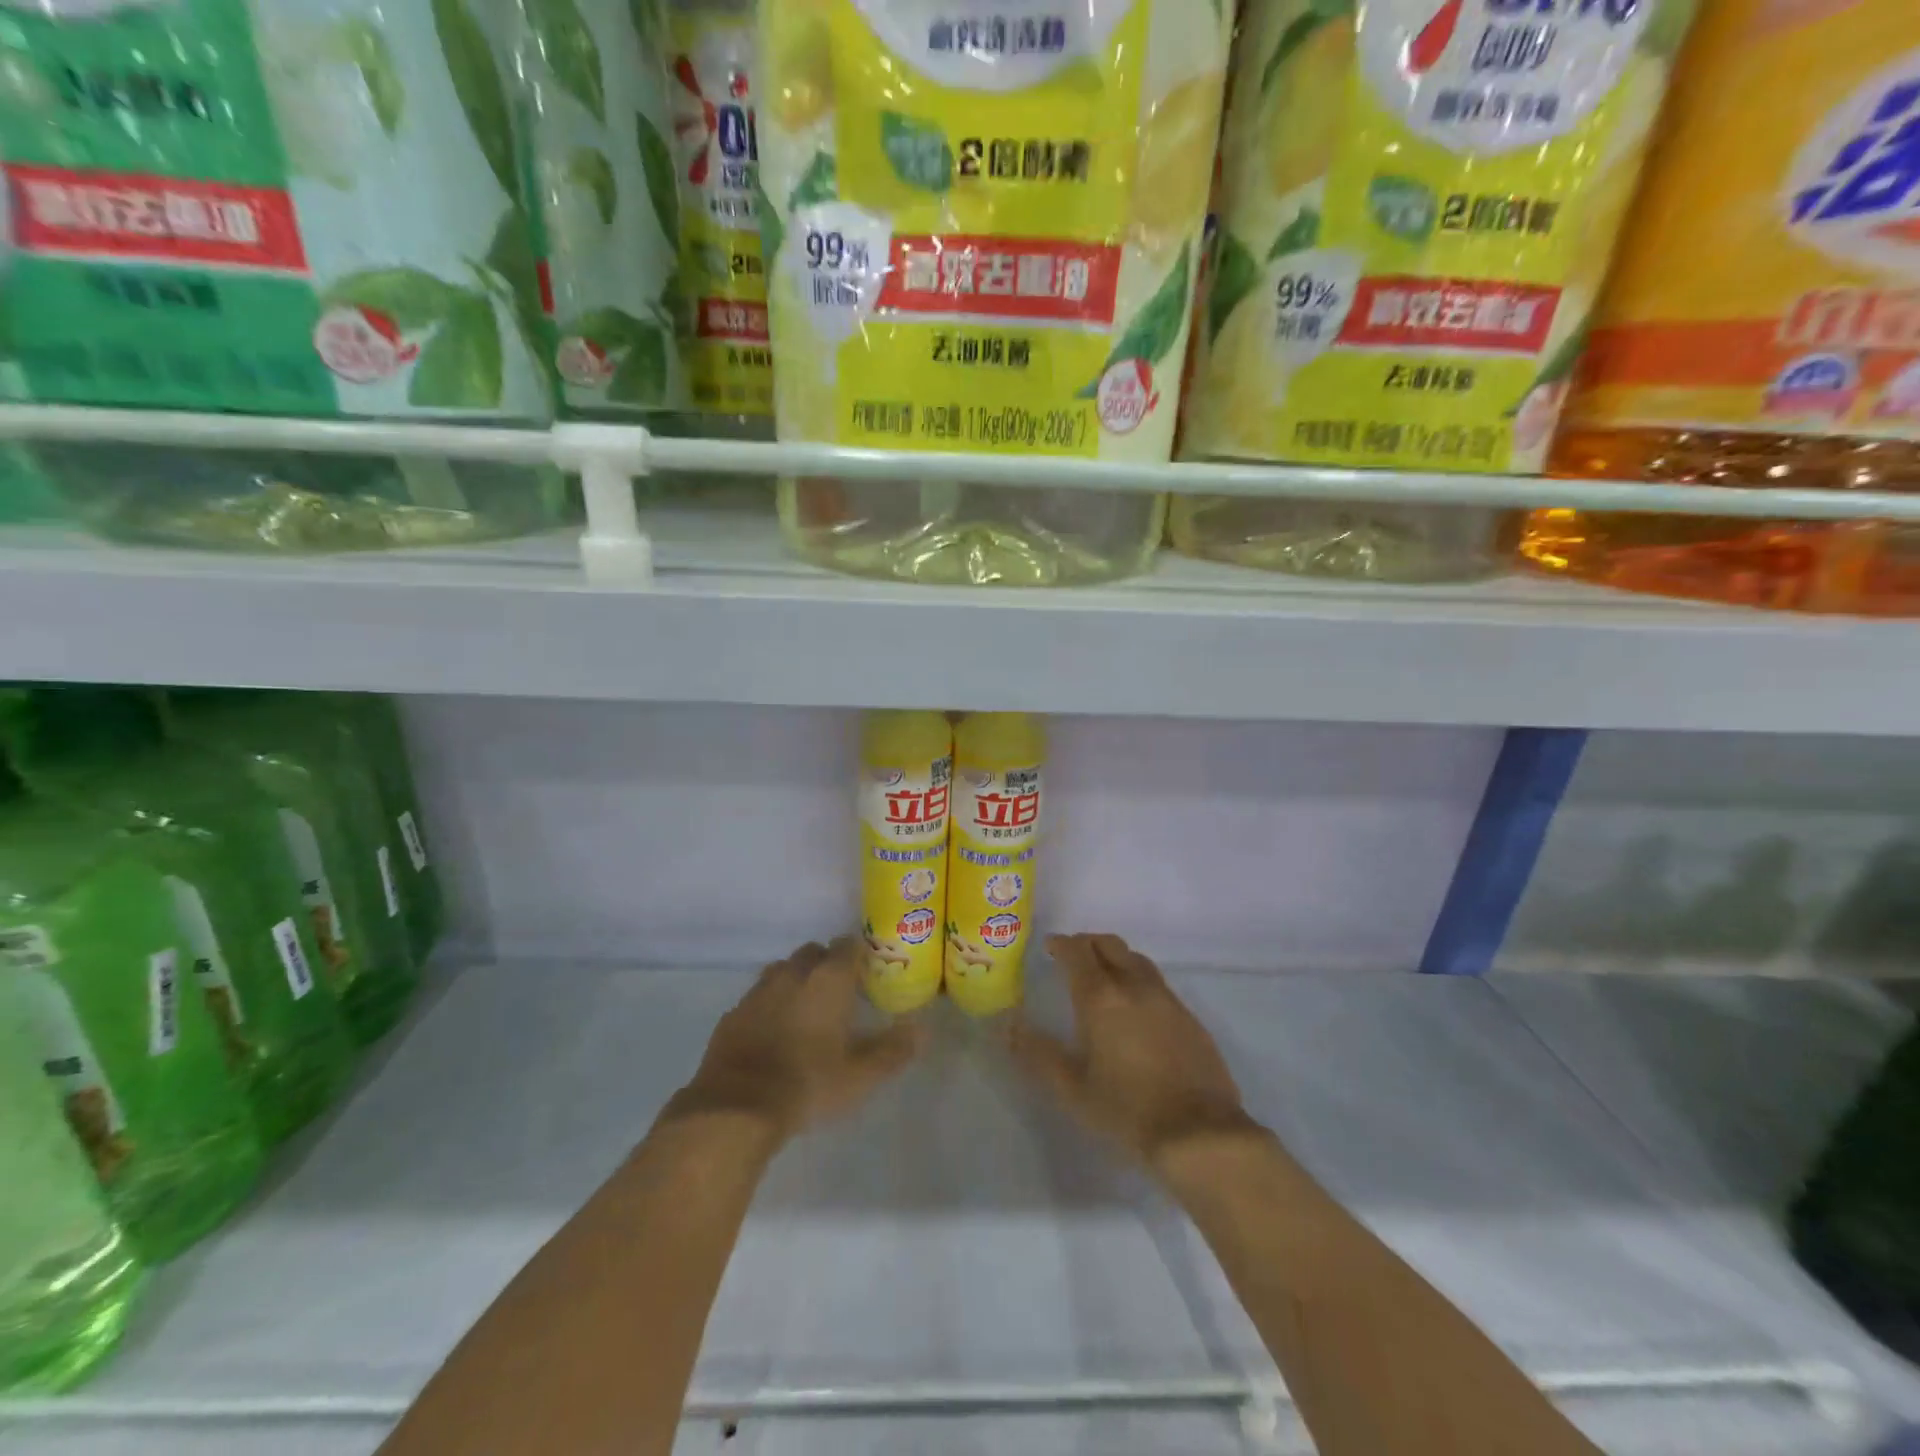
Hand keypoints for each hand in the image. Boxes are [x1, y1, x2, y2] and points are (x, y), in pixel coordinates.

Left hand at [671, 938, 923, 1140]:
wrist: (737, 1106)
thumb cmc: (809, 1083)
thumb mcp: (861, 1075)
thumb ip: (893, 1050)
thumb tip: (921, 1029)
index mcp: (828, 979)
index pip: (848, 945)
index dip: (859, 954)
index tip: (867, 972)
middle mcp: (793, 973)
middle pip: (813, 952)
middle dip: (826, 964)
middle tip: (838, 993)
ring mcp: (759, 991)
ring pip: (782, 970)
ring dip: (796, 980)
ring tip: (806, 1010)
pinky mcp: (734, 1013)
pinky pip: (758, 997)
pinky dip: (769, 1005)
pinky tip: (773, 1031)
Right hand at [1011, 933, 1255, 1171]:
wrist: (1200, 1133)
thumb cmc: (1127, 1110)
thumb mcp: (1071, 1088)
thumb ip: (1037, 1054)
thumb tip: (1009, 1026)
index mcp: (1100, 997)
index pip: (1077, 951)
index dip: (1061, 944)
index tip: (1049, 947)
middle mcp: (1134, 986)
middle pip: (1109, 944)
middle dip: (1088, 943)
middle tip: (1073, 956)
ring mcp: (1166, 999)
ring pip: (1136, 959)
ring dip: (1115, 957)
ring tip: (1104, 976)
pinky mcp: (1189, 1017)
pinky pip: (1157, 983)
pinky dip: (1138, 979)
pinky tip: (1136, 1007)